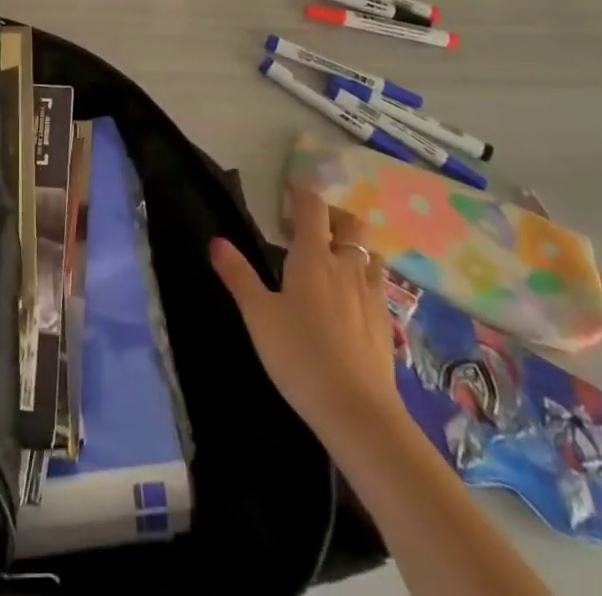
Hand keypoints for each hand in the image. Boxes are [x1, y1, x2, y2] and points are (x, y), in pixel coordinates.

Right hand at [211, 183, 403, 439]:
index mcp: (313, 257)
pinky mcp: (385, 322)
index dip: (301, 192)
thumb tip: (216, 240)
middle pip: (350, 223)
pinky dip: (364, 276)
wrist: (358, 413)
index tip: (289, 188)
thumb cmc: (300, 356)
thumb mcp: (258, 316)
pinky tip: (350, 299)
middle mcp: (346, 266)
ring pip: (369, 252)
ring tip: (332, 261)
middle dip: (332, 215)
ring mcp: (371, 294)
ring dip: (352, 246)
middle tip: (308, 227)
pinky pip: (378, 283)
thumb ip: (238, 275)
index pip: (312, 207)